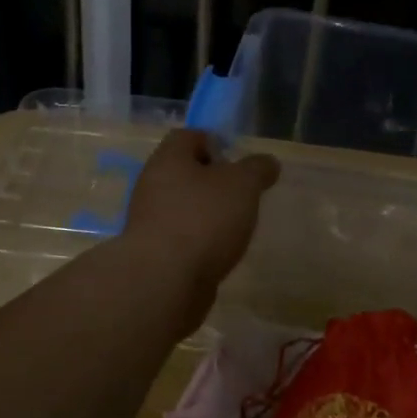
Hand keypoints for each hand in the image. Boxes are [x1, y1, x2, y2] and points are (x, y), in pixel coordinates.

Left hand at [121, 129, 280, 291]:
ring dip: (207, 214)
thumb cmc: (204, 219)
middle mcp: (152, 185)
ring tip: (236, 227)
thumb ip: (257, 169)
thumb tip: (267, 163)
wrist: (164, 281)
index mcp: (169, 159)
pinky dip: (199, 241)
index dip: (214, 142)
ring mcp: (149, 221)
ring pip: (182, 206)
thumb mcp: (243, 185)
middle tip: (242, 194)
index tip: (238, 161)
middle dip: (213, 181)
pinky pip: (180, 237)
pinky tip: (219, 253)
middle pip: (184, 172)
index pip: (188, 136)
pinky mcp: (153, 253)